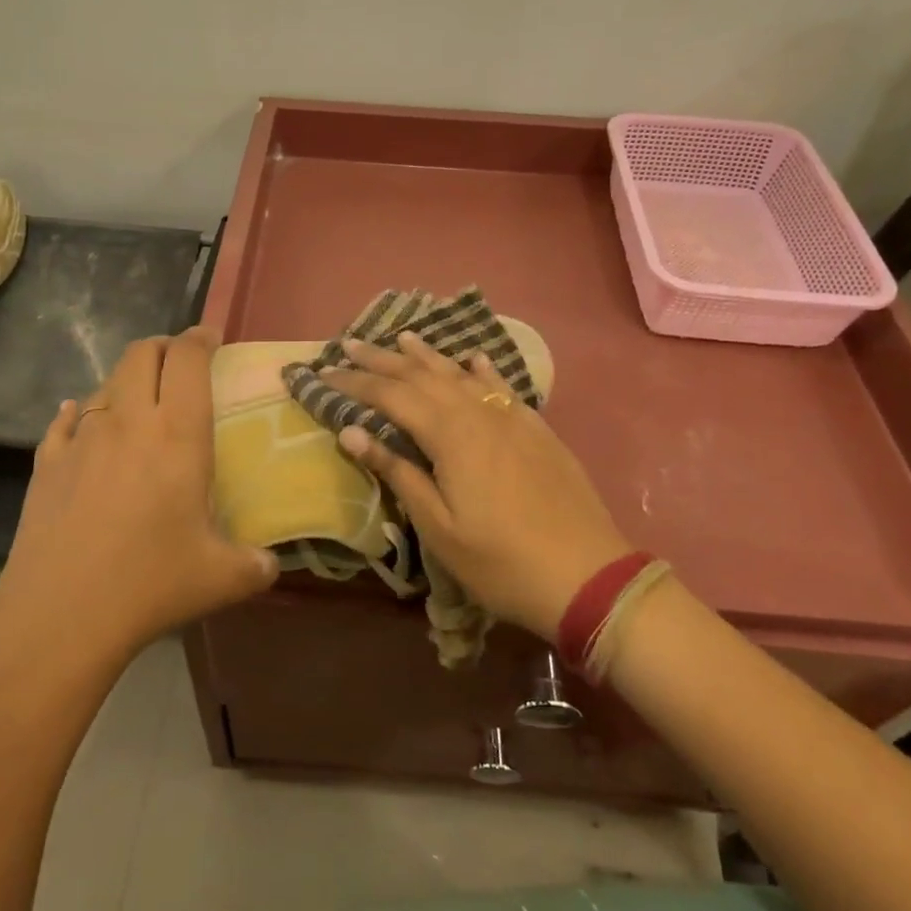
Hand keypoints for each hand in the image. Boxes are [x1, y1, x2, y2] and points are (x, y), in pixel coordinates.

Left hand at [0, 327, 277, 667]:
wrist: (59, 617)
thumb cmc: (150, 584)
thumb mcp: (221, 577)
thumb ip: (256, 564)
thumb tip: (273, 565)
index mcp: (177, 433)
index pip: (187, 358)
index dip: (201, 338)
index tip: (212, 339)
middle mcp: (128, 421)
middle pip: (141, 353)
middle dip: (164, 347)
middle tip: (180, 364)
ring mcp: (81, 438)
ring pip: (105, 384)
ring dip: (127, 381)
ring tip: (141, 404)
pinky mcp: (46, 463)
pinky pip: (65, 421)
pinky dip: (81, 413)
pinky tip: (82, 424)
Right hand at [325, 333, 636, 640]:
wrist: (586, 574)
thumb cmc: (501, 561)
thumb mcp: (438, 526)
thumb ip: (397, 472)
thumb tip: (351, 431)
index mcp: (450, 435)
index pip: (391, 396)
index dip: (356, 382)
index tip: (325, 371)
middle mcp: (478, 413)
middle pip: (422, 376)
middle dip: (382, 359)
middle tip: (349, 343)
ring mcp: (511, 417)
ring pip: (461, 374)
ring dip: (427, 355)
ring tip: (401, 337)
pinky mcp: (536, 428)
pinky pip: (501, 385)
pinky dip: (481, 369)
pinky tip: (473, 358)